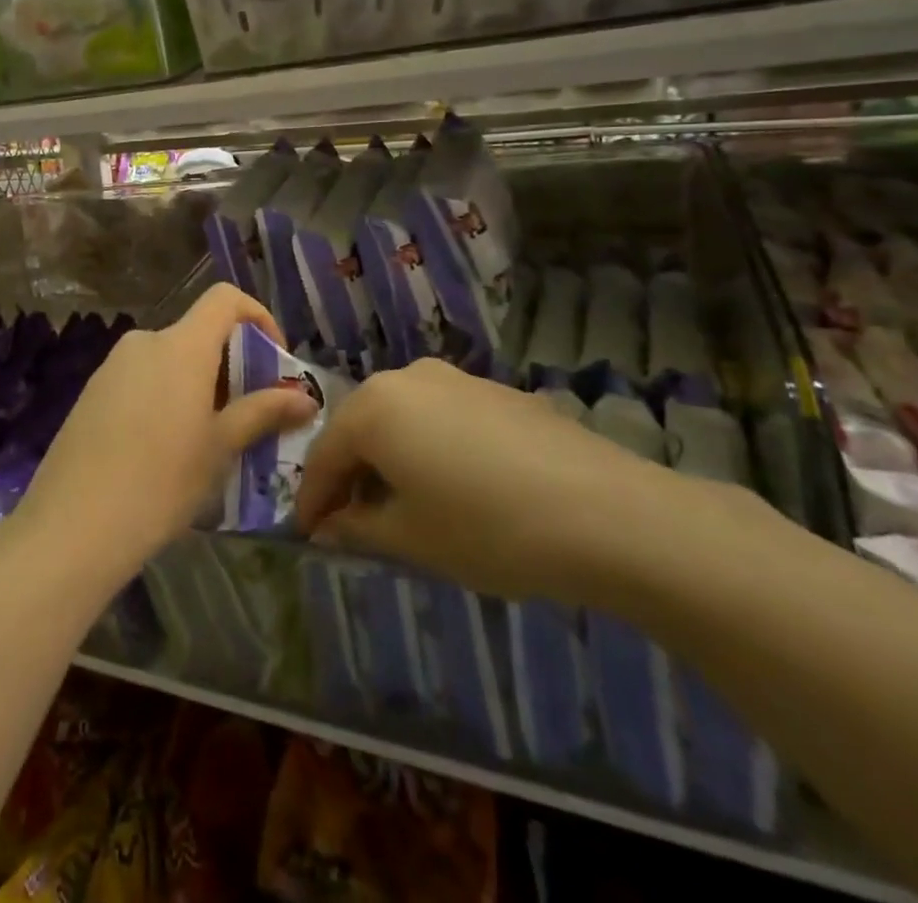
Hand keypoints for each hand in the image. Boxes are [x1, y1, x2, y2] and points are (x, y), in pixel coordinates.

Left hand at [17, 283, 319, 576]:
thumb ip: (263, 412)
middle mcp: (145, 341)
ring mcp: (112, 365)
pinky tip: (162, 448)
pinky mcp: (92, 391)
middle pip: (197, 333)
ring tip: (207, 438)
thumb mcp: (220, 447)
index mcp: (181, 345)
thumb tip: (307, 399)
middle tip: (245, 414)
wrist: (74, 522)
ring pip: (169, 358)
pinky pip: (141, 378)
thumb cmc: (161, 481)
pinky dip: (164, 395)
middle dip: (229, 364)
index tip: (273, 359)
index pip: (224, 299)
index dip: (257, 317)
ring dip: (197, 383)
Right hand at [294, 359, 683, 604]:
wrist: (608, 513)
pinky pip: (442, 417)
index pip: (324, 454)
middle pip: (361, 428)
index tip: (308, 533)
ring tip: (404, 504)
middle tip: (352, 521)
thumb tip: (330, 526)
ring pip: (402, 419)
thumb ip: (357, 528)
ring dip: (392, 458)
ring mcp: (455, 379)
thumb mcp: (411, 538)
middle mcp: (406, 378)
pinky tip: (455, 485)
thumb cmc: (488, 528)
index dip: (313, 499)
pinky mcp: (496, 391)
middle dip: (352, 474)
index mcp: (373, 407)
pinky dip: (430, 447)